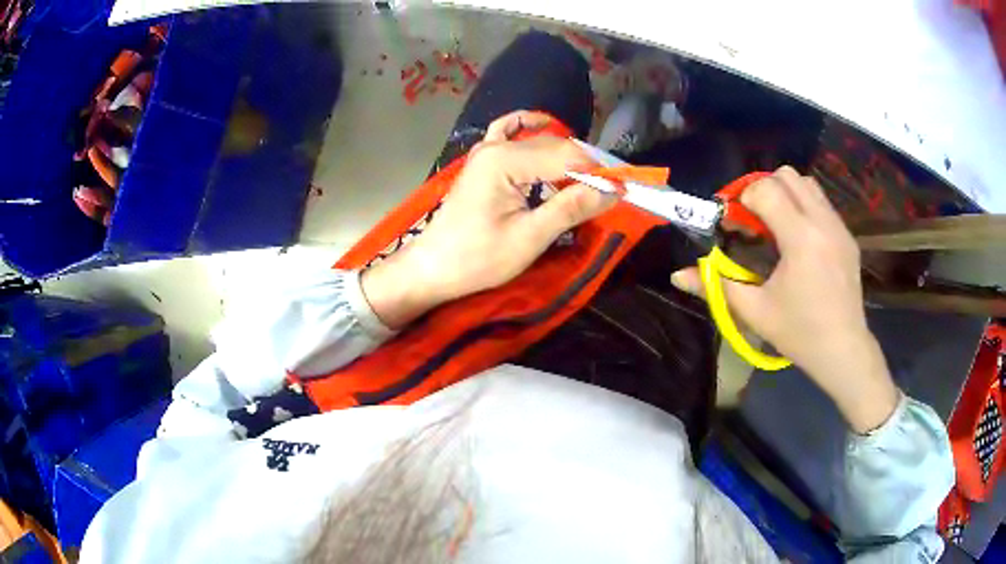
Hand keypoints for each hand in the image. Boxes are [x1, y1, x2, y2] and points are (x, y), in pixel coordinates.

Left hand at [362, 111, 615, 329]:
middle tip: (610, 192)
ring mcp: (486, 150)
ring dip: (566, 158)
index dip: (598, 173)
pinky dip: (532, 133)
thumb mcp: (529, 238)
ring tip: (587, 183)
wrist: (433, 269)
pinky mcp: (482, 161)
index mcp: (505, 160)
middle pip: (555, 146)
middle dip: (585, 167)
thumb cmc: (477, 259)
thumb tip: (613, 190)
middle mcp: (495, 146)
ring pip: (539, 142)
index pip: (566, 156)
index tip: (623, 191)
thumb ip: (571, 208)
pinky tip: (548, 134)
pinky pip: (510, 134)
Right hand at [671, 167, 898, 432]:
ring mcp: (839, 227)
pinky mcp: (848, 235)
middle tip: (754, 219)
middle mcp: (823, 223)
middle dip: (763, 188)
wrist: (844, 350)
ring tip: (777, 225)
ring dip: (786, 193)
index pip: (766, 189)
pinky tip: (799, 240)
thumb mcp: (755, 311)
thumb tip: (677, 276)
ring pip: (807, 183)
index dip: (743, 200)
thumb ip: (715, 286)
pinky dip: (803, 207)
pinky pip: (822, 203)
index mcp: (800, 239)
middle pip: (787, 175)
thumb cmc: (799, 333)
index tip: (735, 223)